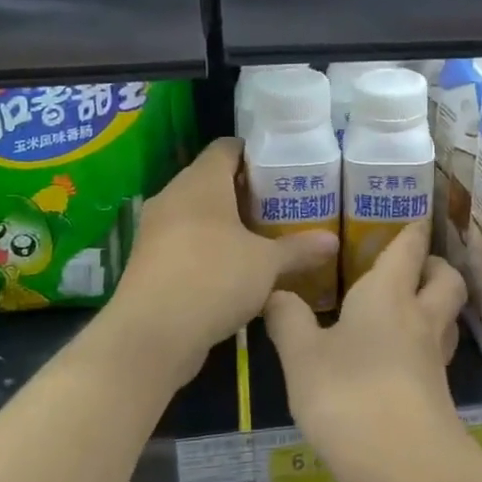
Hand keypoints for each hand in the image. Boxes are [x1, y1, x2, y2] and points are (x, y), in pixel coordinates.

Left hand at [112, 138, 338, 374]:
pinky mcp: (149, 260)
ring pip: (197, 213)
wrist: (152, 334)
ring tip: (262, 238)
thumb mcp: (267, 264)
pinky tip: (234, 269)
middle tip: (280, 207)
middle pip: (212, 179)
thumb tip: (333, 241)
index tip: (282, 170)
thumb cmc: (214, 278)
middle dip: (245, 192)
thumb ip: (299, 249)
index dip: (255, 154)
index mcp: (201, 182)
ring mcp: (156, 229)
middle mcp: (173, 196)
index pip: (227, 148)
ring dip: (225, 222)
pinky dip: (208, 247)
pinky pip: (184, 240)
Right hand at [265, 221, 468, 481]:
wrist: (404, 466)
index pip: (409, 248)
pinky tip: (396, 358)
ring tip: (403, 308)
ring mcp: (434, 357)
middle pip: (446, 278)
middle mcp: (419, 316)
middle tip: (411, 266)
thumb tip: (276, 292)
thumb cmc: (348, 395)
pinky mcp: (437, 392)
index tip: (417, 215)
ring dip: (434, 303)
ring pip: (446, 316)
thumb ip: (288, 320)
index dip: (414, 228)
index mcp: (388, 294)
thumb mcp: (302, 357)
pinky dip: (423, 343)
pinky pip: (436, 351)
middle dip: (434, 265)